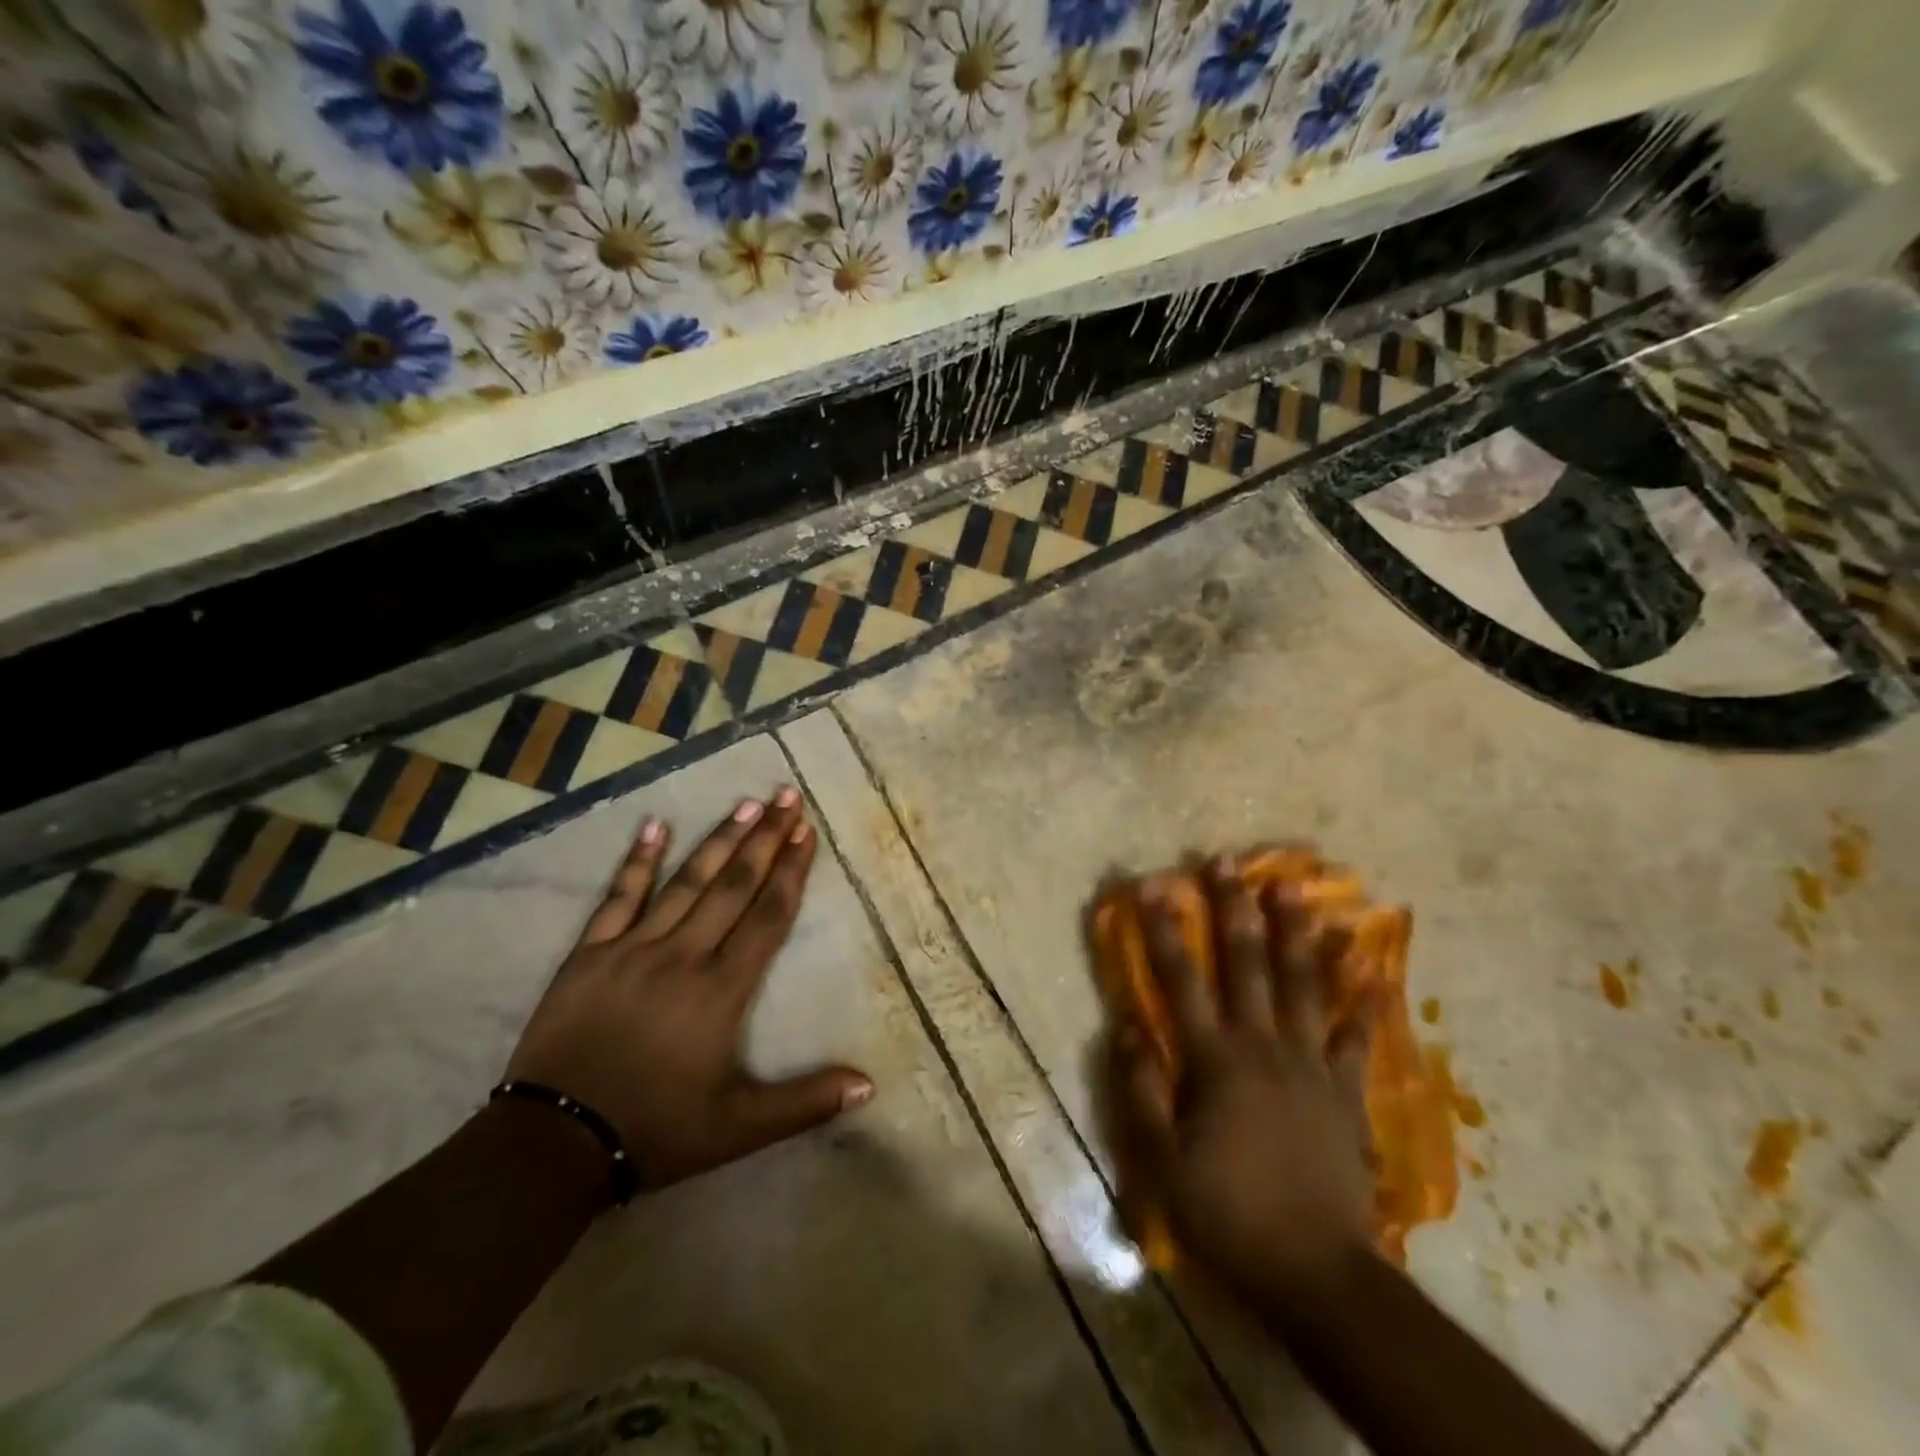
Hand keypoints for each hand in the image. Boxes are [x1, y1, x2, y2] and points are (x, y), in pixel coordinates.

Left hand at [505, 788, 871, 1189]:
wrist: (554, 1144)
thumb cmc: (656, 1130)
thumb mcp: (739, 1129)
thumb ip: (805, 1102)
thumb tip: (869, 1084)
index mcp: (721, 990)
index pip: (767, 917)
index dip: (791, 872)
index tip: (806, 832)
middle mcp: (683, 956)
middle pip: (733, 886)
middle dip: (765, 839)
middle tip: (787, 797)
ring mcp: (633, 949)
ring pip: (685, 882)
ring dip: (718, 840)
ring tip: (746, 804)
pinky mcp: (590, 954)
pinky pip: (618, 897)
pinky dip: (637, 860)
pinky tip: (654, 825)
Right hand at [1110, 858, 1375, 1303]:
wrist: (1318, 1271)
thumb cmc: (1229, 1213)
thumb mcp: (1162, 1162)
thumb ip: (1141, 1088)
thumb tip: (1124, 1025)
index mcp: (1215, 1060)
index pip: (1181, 980)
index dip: (1164, 930)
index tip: (1152, 885)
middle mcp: (1263, 1045)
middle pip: (1247, 964)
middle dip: (1233, 908)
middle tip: (1228, 860)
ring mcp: (1310, 1063)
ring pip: (1303, 983)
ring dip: (1295, 930)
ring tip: (1294, 885)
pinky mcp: (1344, 1088)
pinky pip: (1354, 1033)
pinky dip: (1361, 997)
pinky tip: (1369, 963)